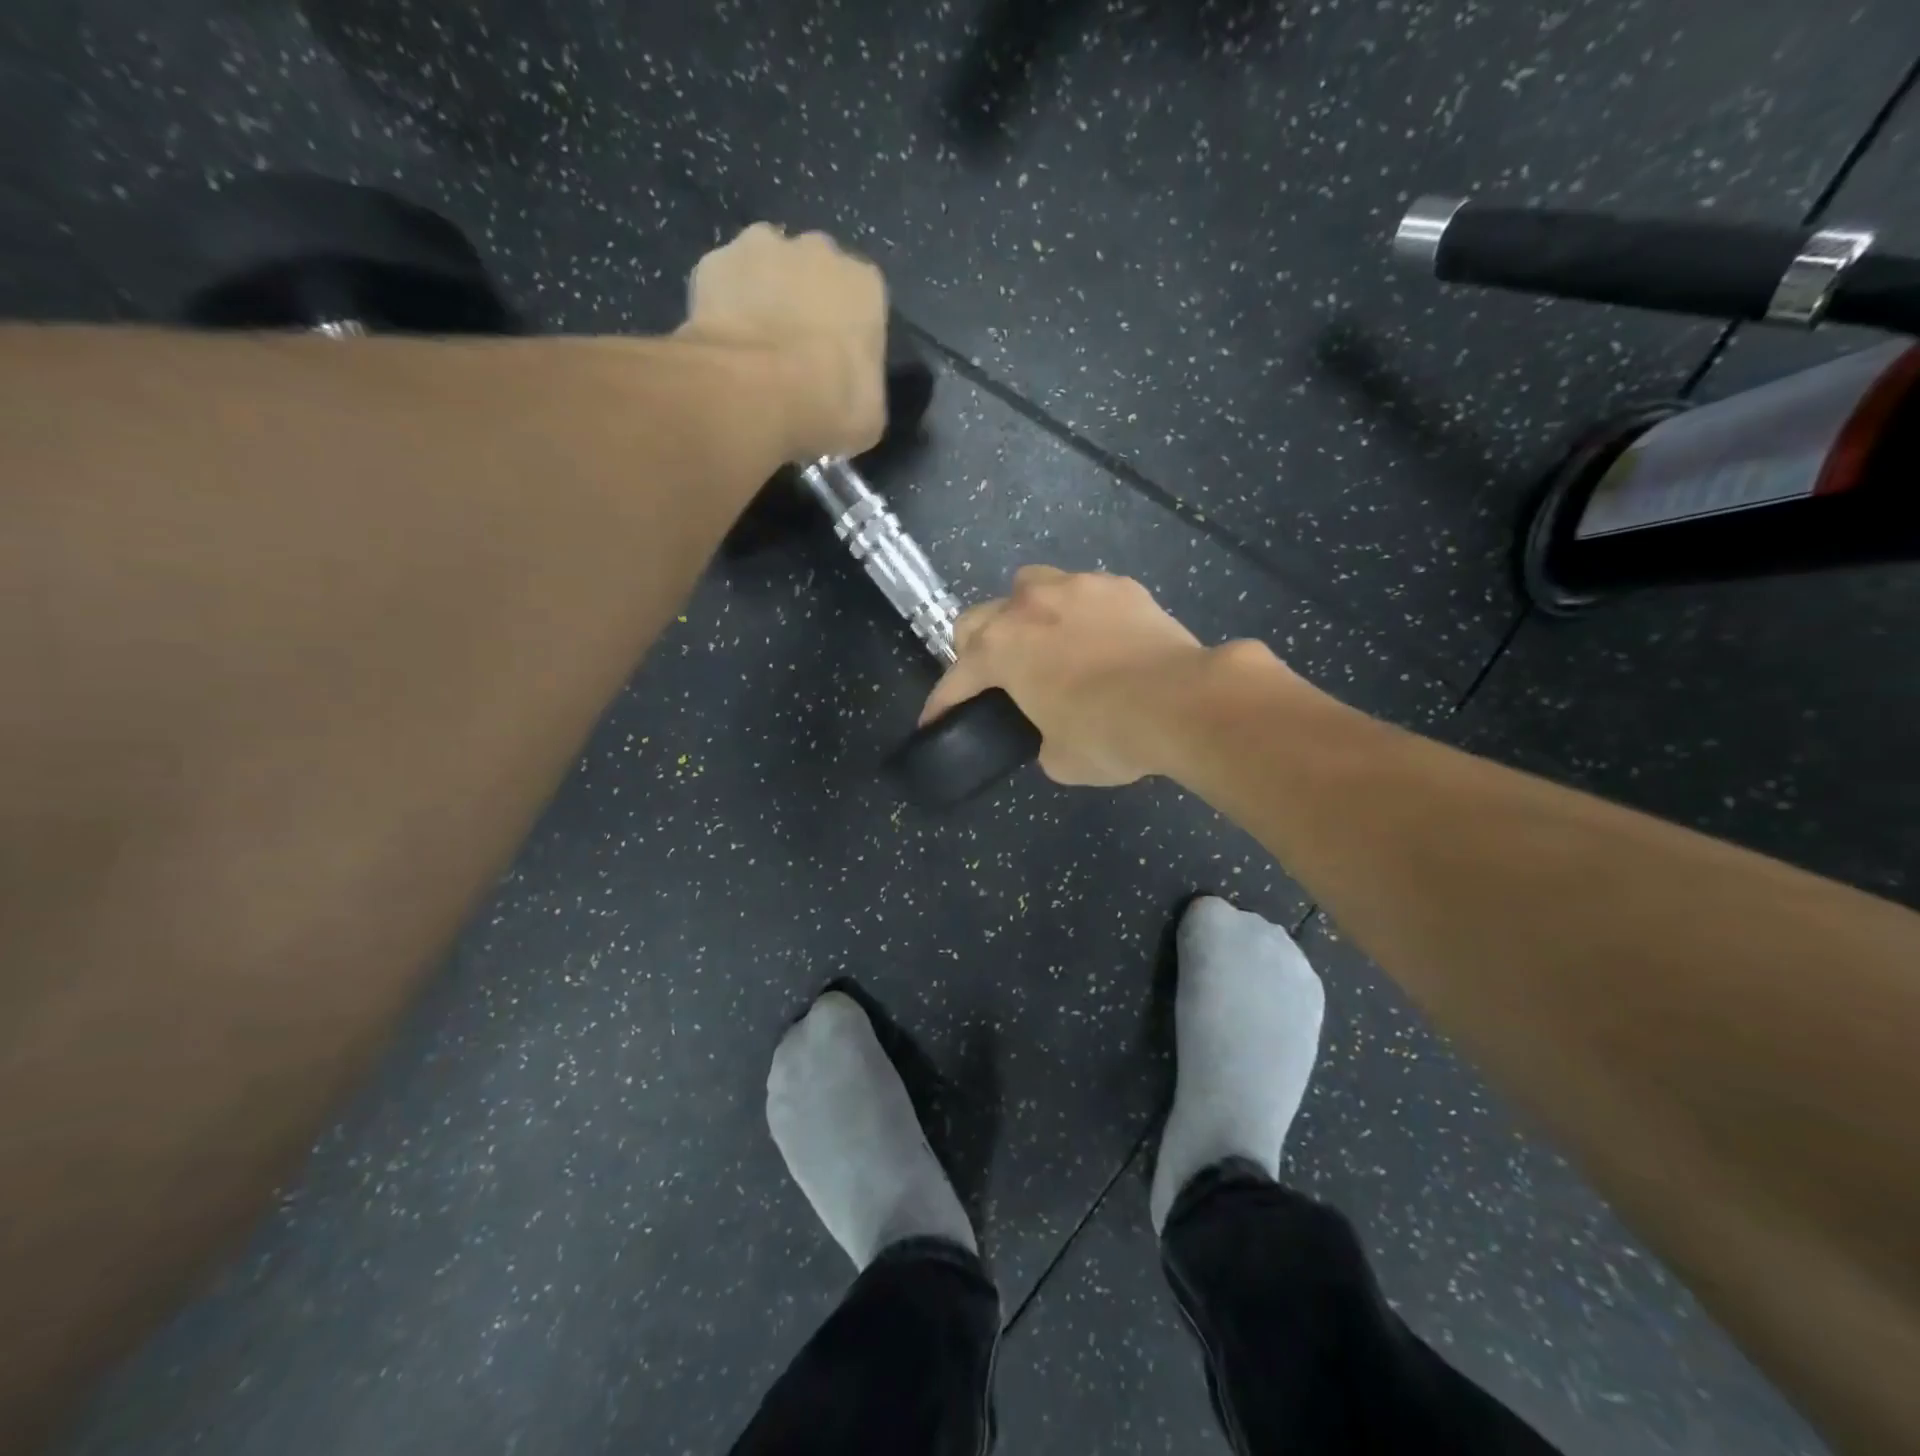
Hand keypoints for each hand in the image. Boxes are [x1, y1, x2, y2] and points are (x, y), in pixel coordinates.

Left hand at [679, 223, 886, 463]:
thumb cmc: (829, 404)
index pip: (863, 303)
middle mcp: (818, 250)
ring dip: (763, 296)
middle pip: (815, 272)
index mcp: (866, 285)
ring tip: (754, 348)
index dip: (848, 335)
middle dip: (807, 304)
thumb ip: (864, 389)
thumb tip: (850, 395)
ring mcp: (761, 246)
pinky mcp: (714, 261)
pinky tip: (723, 344)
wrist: (755, 391)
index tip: (836, 365)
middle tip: (794, 354)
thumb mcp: (869, 415)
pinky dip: (723, 306)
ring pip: (766, 267)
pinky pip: (724, 283)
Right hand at [918, 568, 1222, 785]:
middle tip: (994, 677)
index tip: (934, 721)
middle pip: (978, 617)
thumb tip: (1052, 731)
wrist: (1183, 702)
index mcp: (1002, 648)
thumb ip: (1041, 738)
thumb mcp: (1060, 758)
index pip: (956, 677)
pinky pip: (1082, 592)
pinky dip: (1079, 613)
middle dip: (975, 648)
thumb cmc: (1109, 735)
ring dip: (1024, 614)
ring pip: (1029, 586)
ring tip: (1044, 642)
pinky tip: (1100, 638)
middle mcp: (1029, 606)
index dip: (942, 703)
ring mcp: (1076, 587)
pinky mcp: (1119, 585)